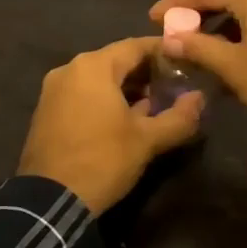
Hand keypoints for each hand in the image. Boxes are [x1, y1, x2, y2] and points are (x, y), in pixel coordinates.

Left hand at [17, 37, 204, 214]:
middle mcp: (70, 69)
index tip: (186, 62)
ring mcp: (54, 91)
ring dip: (127, 88)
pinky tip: (125, 120)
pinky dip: (106, 100)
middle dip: (146, 72)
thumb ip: (179, 116)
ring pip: (99, 79)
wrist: (48, 201)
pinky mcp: (47, 112)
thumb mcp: (147, 140)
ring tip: (154, 106)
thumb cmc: (102, 160)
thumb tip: (200, 98)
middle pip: (117, 60)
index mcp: (93, 67)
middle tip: (174, 87)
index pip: (136, 46)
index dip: (164, 52)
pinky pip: (83, 94)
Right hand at [148, 0, 246, 133]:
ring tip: (197, 46)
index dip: (176, 3)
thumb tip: (168, 38)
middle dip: (197, 13)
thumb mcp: (232, 66)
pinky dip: (240, 32)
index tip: (153, 19)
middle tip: (173, 32)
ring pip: (245, 9)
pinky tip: (230, 54)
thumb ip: (197, 48)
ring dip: (219, 25)